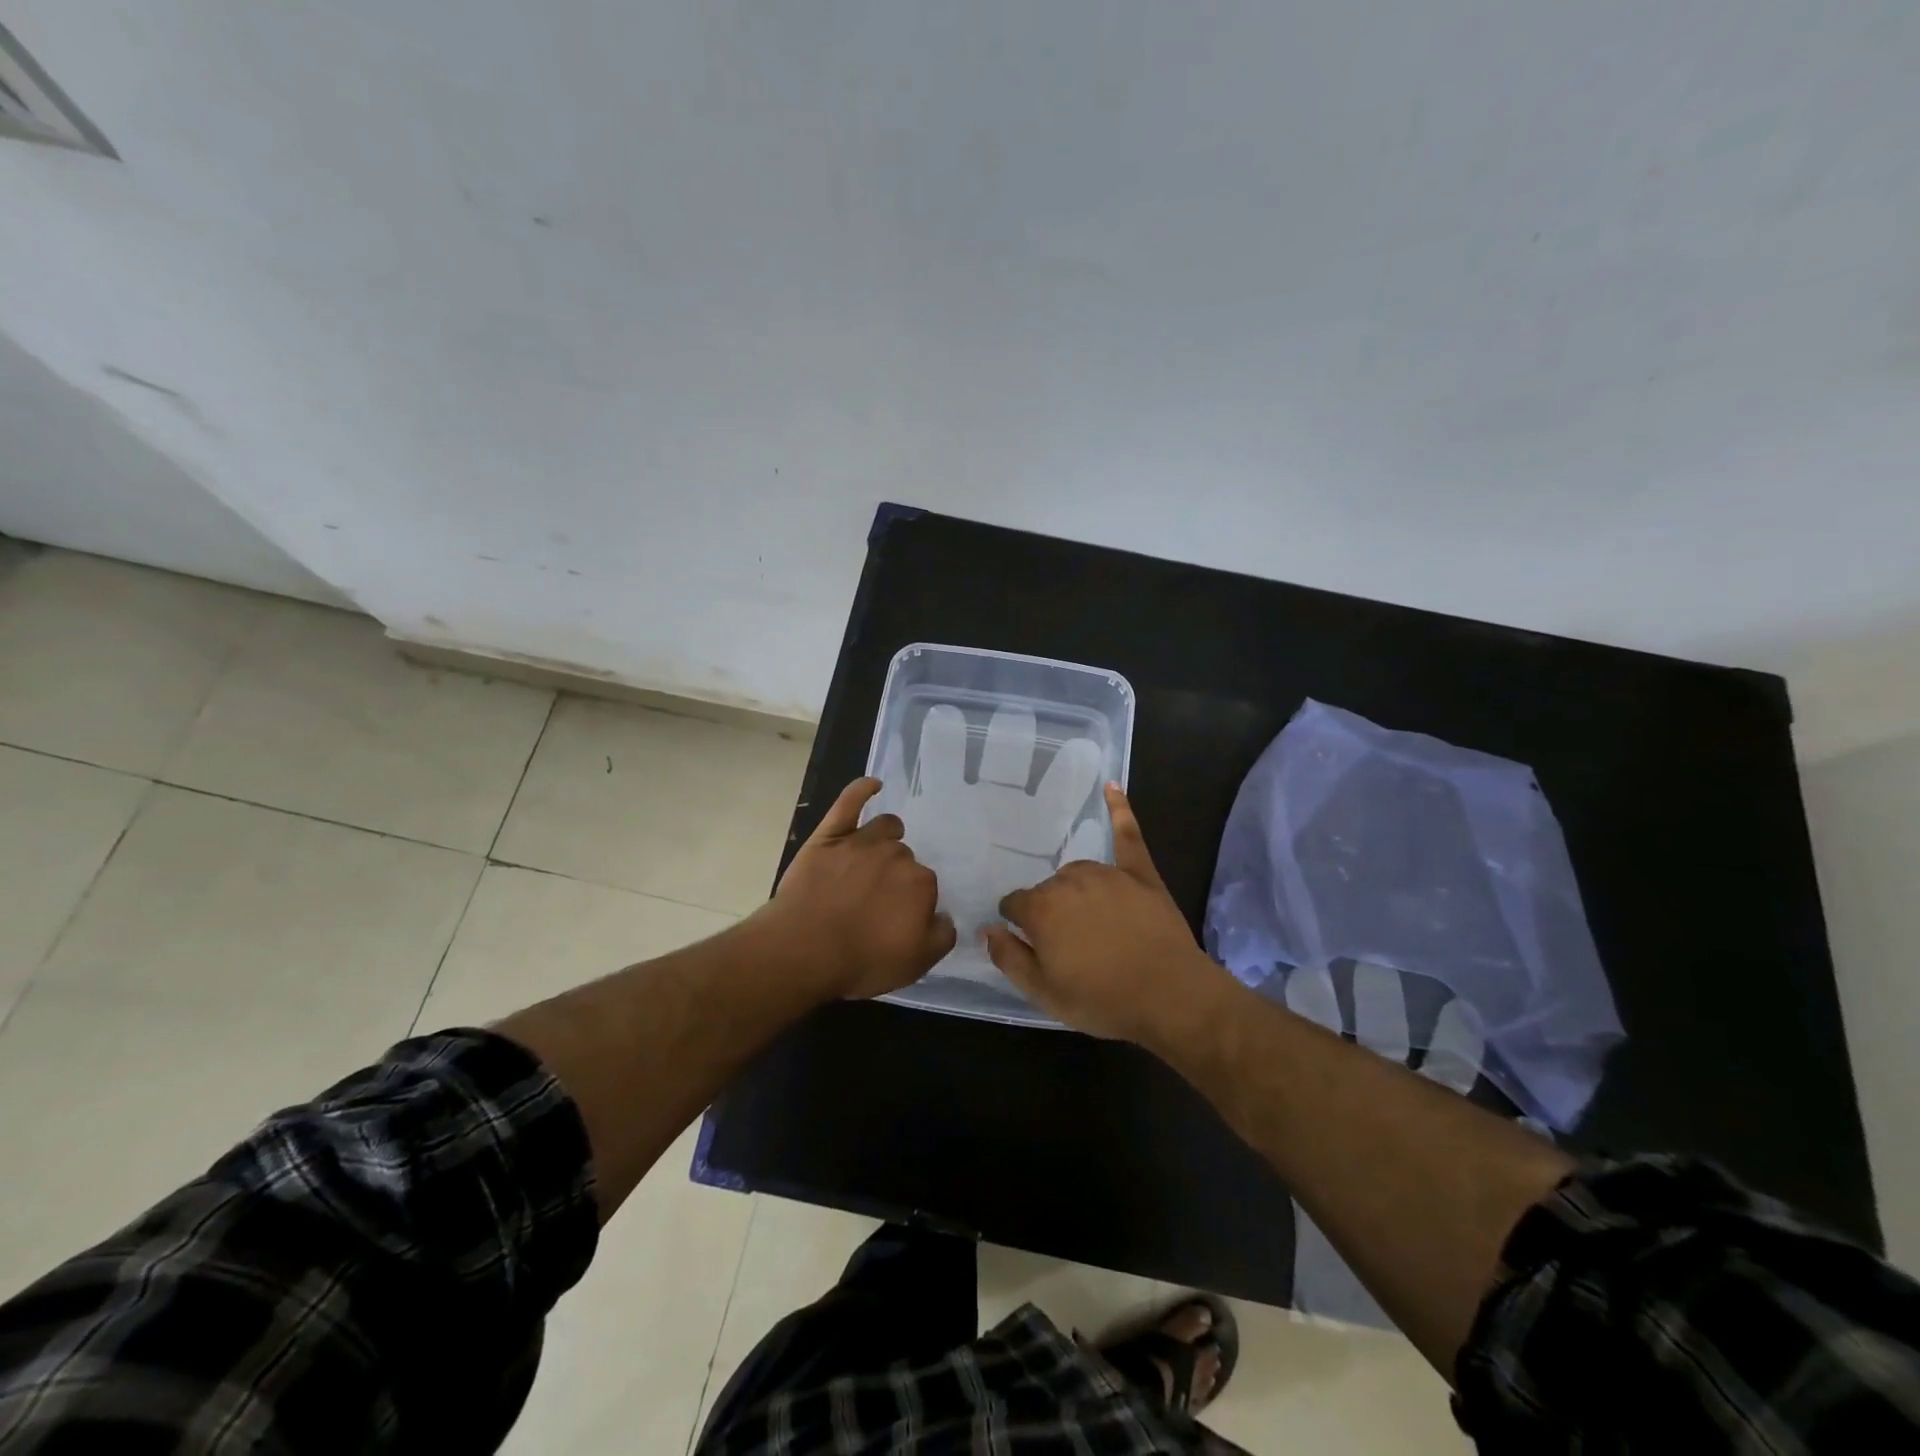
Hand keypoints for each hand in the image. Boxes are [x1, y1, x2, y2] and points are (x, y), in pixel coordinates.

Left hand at [762, 777, 956, 1000]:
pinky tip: (873, 785)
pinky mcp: (830, 836)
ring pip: (885, 828)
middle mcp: (897, 855)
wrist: (803, 949)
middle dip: (897, 875)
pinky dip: (862, 790)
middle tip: (878, 899)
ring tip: (877, 854)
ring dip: (887, 837)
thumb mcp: (916, 964)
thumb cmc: (861, 960)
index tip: (898, 919)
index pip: (926, 886)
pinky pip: (850, 802)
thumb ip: (941, 936)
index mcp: (921, 883)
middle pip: (905, 858)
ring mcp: (861, 841)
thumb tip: (945, 916)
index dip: (913, 903)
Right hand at [986, 785, 1229, 1044]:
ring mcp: (1107, 873)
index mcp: (1042, 909)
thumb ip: (1009, 958)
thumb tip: (987, 930)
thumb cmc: (1103, 999)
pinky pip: (1127, 835)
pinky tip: (1112, 786)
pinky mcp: (1140, 873)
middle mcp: (1070, 881)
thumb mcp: (1044, 993)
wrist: (1170, 996)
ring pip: (1077, 873)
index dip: (1018, 924)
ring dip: (1075, 890)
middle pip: (1047, 890)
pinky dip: (1119, 809)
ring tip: (1090, 922)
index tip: (1029, 942)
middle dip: (1050, 912)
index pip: (1014, 904)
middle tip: (1069, 945)